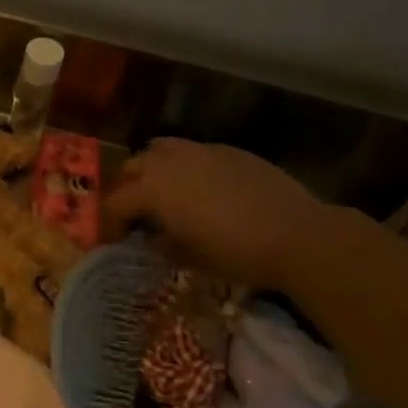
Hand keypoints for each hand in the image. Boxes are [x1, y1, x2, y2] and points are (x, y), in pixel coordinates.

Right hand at [103, 139, 326, 289]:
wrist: (296, 234)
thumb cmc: (235, 252)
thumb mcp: (189, 257)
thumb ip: (161, 244)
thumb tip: (152, 239)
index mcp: (152, 189)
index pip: (115, 203)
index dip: (111, 223)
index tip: (116, 240)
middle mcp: (169, 162)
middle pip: (132, 167)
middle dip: (128, 188)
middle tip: (137, 213)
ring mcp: (201, 150)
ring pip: (162, 150)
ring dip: (155, 169)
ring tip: (167, 192)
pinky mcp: (229, 150)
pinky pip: (195, 152)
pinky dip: (188, 167)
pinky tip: (205, 189)